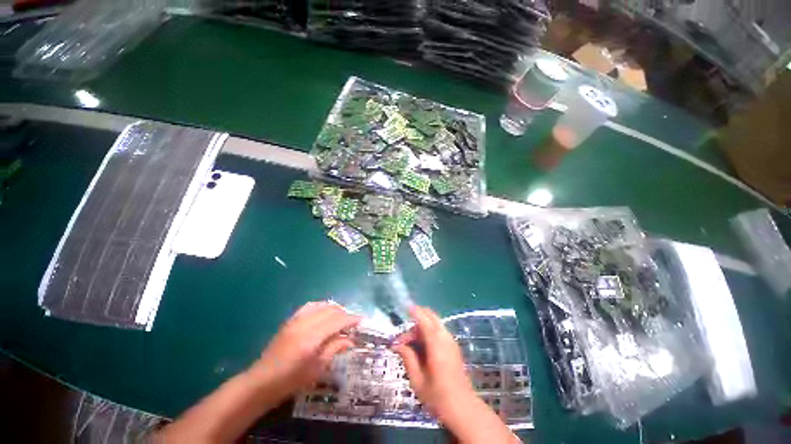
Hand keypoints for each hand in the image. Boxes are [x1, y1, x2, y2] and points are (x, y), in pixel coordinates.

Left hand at [157, 302, 360, 442]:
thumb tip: (351, 339)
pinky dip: (322, 306)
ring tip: (341, 317)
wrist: (261, 381)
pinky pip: (310, 306)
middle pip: (331, 310)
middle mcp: (304, 323)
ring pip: (321, 304)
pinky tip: (325, 313)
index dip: (351, 319)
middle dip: (344, 313)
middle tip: (352, 322)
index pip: (337, 320)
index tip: (362, 320)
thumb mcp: (317, 368)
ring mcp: (296, 319)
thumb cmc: (291, 380)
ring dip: (334, 308)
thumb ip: (335, 348)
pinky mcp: (290, 320)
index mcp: (312, 337)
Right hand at [392, 306, 520, 443]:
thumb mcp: (417, 380)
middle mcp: (445, 337)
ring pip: (435, 323)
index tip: (405, 307)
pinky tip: (423, 348)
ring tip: (411, 345)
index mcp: (436, 343)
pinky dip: (429, 332)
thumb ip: (407, 357)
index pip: (423, 319)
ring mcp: (451, 341)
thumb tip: (397, 345)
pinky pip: (440, 331)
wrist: (463, 409)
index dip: (414, 311)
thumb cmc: (438, 397)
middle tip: (405, 337)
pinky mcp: (454, 347)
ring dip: (422, 327)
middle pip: (431, 317)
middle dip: (417, 319)